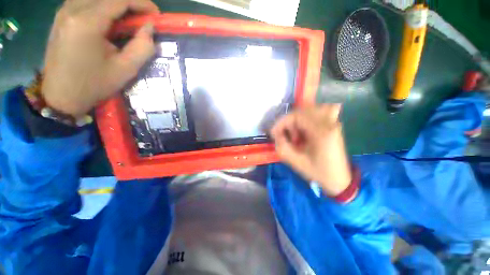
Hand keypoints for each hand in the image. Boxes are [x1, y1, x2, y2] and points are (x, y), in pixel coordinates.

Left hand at [42, 0, 159, 116]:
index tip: (156, 14)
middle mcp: (72, 9)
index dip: (142, 3)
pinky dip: (102, 6)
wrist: (61, 95)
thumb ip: (142, 47)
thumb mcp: (126, 70)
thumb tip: (149, 28)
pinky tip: (110, 20)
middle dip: (130, 3)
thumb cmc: (94, 85)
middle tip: (144, 19)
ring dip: (115, 4)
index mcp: (87, 22)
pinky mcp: (61, 16)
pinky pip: (86, 1)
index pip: (119, 0)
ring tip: (129, 20)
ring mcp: (64, 11)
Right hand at [270, 104, 352, 196]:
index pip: (297, 115)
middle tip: (285, 136)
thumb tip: (277, 134)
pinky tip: (304, 131)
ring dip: (297, 120)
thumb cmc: (317, 172)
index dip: (282, 122)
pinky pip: (317, 113)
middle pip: (302, 111)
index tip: (274, 133)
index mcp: (321, 132)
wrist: (339, 179)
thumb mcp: (295, 161)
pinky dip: (306, 119)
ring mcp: (333, 122)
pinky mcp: (333, 125)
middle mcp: (329, 123)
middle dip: (288, 122)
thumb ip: (282, 146)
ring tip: (295, 135)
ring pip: (309, 110)